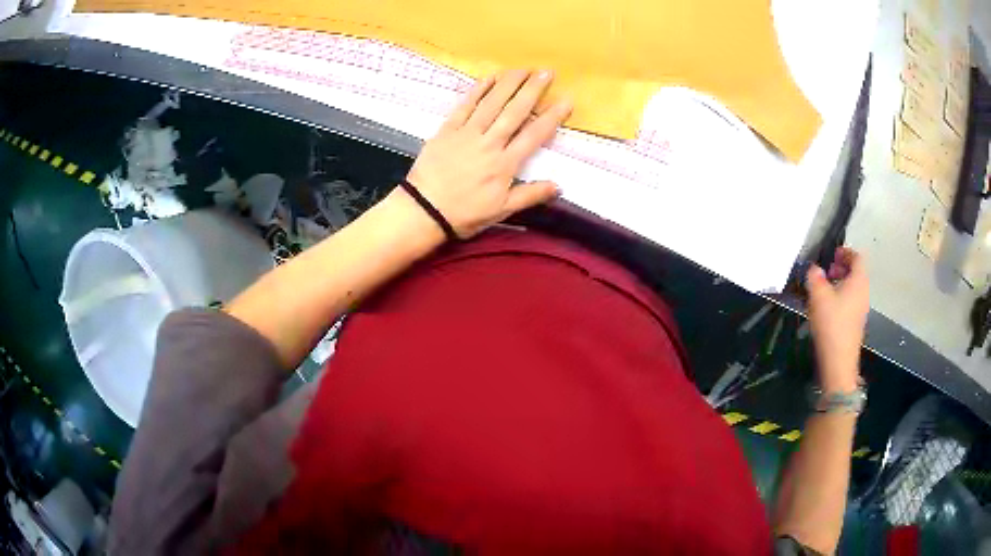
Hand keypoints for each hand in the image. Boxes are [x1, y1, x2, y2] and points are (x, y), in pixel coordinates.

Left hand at [405, 69, 571, 238]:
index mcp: (505, 164)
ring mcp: (467, 133)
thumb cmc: (464, 214)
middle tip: (547, 72)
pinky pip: (465, 105)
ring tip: (523, 69)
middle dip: (533, 90)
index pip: (534, 135)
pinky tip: (490, 77)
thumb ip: (530, 195)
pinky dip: (478, 90)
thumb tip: (559, 186)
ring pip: (492, 103)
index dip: (552, 116)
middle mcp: (489, 143)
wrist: (423, 210)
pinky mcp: (447, 130)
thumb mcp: (501, 211)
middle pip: (515, 111)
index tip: (566, 100)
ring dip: (509, 83)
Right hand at [805, 248, 869, 391]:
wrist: (838, 362)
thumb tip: (814, 269)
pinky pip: (851, 301)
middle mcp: (863, 292)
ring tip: (824, 289)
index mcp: (858, 281)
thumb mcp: (818, 296)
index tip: (832, 254)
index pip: (857, 257)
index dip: (846, 252)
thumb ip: (814, 277)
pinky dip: (841, 296)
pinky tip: (827, 307)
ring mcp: (861, 309)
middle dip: (842, 267)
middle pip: (856, 272)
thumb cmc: (831, 324)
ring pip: (853, 287)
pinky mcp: (856, 323)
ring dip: (840, 283)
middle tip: (827, 271)